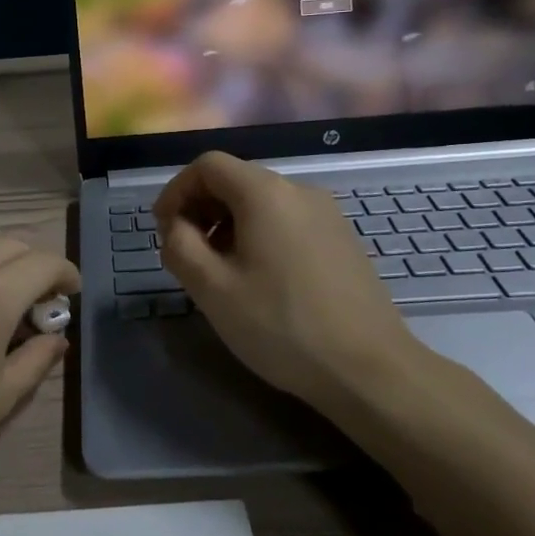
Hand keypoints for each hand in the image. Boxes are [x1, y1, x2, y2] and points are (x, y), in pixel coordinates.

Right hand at [155, 152, 425, 414]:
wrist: (370, 369)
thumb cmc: (281, 326)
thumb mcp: (212, 289)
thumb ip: (180, 246)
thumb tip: (176, 228)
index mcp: (265, 193)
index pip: (208, 165)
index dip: (176, 191)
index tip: (164, 230)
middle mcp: (299, 190)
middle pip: (236, 179)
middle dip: (201, 208)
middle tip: (187, 252)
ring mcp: (327, 214)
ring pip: (262, 201)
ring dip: (229, 224)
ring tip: (220, 270)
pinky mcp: (342, 239)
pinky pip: (288, 220)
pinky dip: (260, 235)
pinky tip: (260, 279)